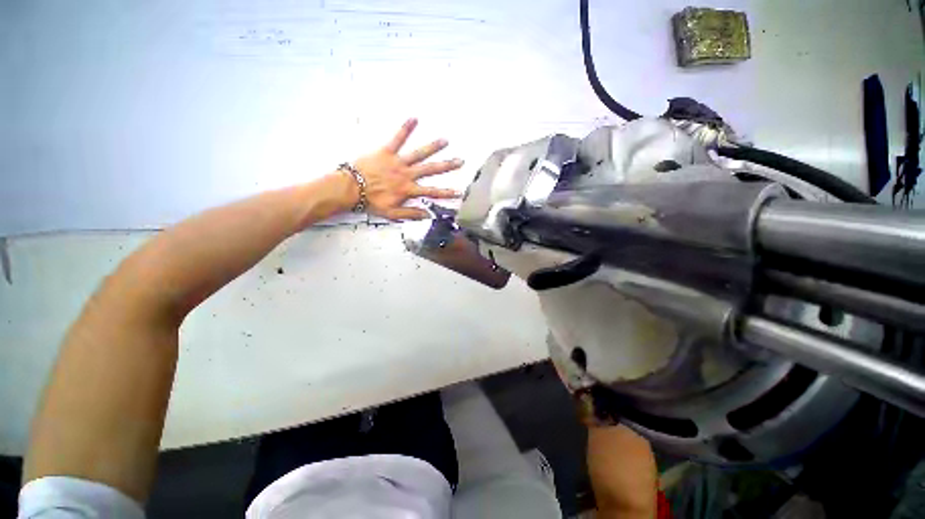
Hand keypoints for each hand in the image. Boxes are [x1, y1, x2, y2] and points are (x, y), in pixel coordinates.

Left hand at [352, 118, 463, 219]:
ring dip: (433, 147)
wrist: (351, 188)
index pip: (432, 192)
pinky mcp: (387, 151)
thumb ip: (411, 214)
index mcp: (408, 190)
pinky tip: (414, 118)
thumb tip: (428, 215)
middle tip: (460, 161)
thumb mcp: (392, 214)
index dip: (446, 193)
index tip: (459, 192)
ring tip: (445, 140)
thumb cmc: (372, 202)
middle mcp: (407, 175)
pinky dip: (405, 128)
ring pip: (419, 154)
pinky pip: (397, 138)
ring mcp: (398, 162)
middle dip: (446, 166)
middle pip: (430, 170)